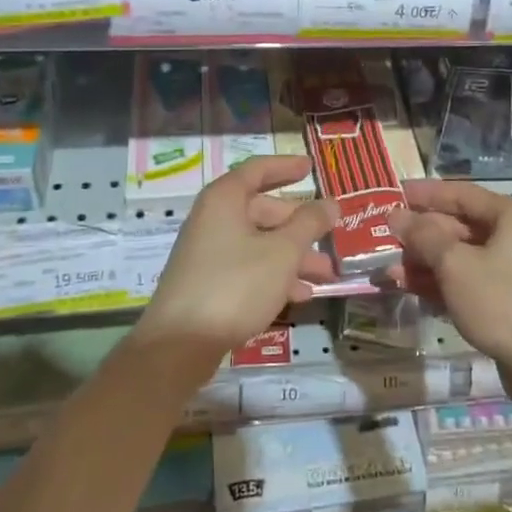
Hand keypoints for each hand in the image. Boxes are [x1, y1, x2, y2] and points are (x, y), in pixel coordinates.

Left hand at [132, 157, 337, 379]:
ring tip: (325, 275)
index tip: (311, 167)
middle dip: (300, 226)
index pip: (258, 170)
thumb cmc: (235, 285)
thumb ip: (309, 224)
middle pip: (263, 211)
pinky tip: (301, 296)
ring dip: (293, 256)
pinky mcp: (208, 284)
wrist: (181, 344)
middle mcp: (213, 219)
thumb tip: (330, 203)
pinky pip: (249, 268)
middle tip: (330, 237)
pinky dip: (274, 275)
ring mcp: (208, 253)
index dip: (286, 166)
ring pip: (259, 243)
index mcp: (224, 199)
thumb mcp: (282, 252)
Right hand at [392, 180, 511, 415]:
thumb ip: (423, 236)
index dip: (425, 194)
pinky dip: (440, 285)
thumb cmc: (503, 301)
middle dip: (420, 235)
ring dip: (424, 263)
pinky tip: (410, 291)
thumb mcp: (455, 264)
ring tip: (388, 272)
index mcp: (509, 216)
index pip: (460, 194)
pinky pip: (466, 283)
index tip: (393, 195)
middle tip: (383, 239)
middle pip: (459, 227)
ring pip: (460, 258)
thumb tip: (397, 216)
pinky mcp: (506, 303)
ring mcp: (511, 272)